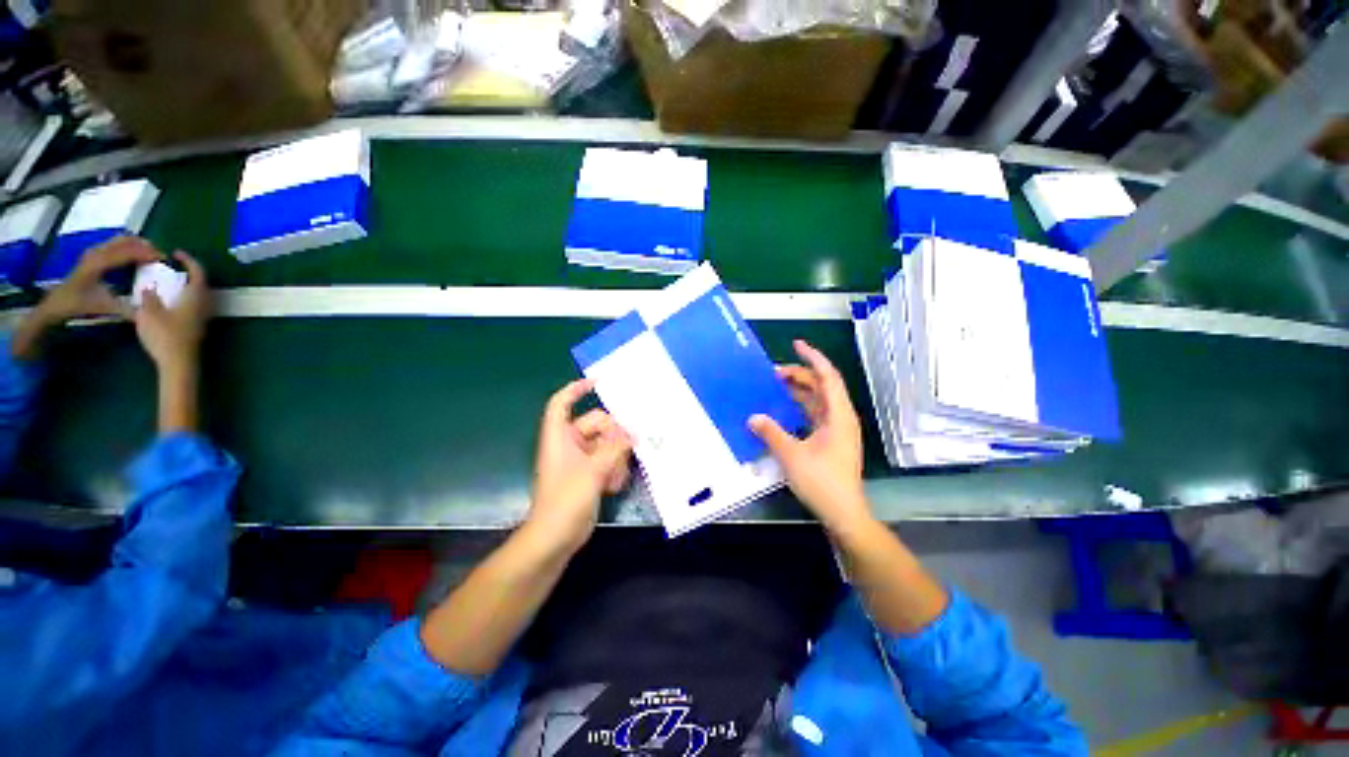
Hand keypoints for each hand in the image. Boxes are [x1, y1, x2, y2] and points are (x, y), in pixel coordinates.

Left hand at [11, 237, 161, 359]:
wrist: (56, 304)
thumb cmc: (79, 305)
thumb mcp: (104, 309)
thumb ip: (126, 310)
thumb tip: (149, 312)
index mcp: (99, 263)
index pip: (127, 252)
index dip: (146, 253)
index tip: (163, 259)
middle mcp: (97, 253)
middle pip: (125, 240)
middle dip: (144, 246)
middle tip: (160, 257)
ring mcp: (94, 252)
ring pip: (121, 240)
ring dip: (137, 245)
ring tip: (151, 255)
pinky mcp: (94, 255)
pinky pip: (115, 244)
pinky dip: (129, 247)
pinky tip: (136, 257)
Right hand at [133, 251, 209, 375]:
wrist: (178, 363)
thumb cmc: (164, 336)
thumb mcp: (149, 313)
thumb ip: (149, 297)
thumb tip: (149, 288)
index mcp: (195, 296)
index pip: (198, 272)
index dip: (189, 260)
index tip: (176, 253)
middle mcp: (204, 304)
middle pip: (200, 283)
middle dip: (187, 272)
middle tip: (170, 267)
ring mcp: (203, 316)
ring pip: (197, 295)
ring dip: (184, 286)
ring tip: (167, 282)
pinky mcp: (198, 326)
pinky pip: (193, 305)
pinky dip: (183, 298)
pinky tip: (169, 301)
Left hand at [529, 379, 632, 551]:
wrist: (555, 538)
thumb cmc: (566, 500)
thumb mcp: (594, 470)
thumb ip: (615, 448)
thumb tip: (632, 434)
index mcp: (560, 436)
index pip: (562, 403)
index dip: (576, 389)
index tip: (598, 382)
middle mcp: (569, 443)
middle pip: (596, 423)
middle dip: (614, 435)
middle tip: (628, 448)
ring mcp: (580, 459)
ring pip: (607, 443)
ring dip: (616, 457)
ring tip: (616, 477)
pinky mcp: (589, 473)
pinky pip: (608, 460)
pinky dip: (614, 469)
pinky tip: (615, 485)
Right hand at [750, 340, 871, 534]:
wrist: (843, 513)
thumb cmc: (822, 482)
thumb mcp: (791, 455)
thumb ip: (771, 433)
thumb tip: (753, 417)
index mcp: (838, 415)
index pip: (827, 377)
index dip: (813, 358)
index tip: (796, 344)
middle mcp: (840, 418)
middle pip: (822, 387)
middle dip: (800, 375)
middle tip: (773, 373)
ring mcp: (837, 430)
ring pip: (818, 401)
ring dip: (799, 391)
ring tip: (775, 386)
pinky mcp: (830, 440)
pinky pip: (814, 414)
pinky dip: (799, 407)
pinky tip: (783, 409)